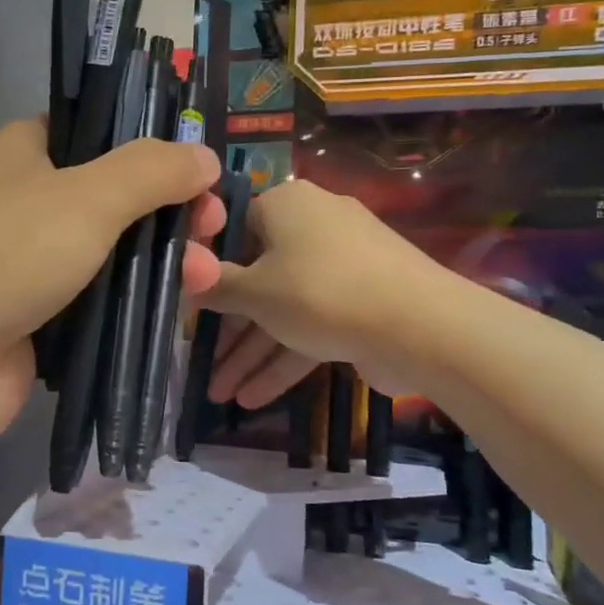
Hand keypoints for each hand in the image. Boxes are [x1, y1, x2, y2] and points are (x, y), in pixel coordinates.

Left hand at [0, 119, 222, 472]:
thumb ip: (151, 171)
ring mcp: (31, 272)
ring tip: (204, 281)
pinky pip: (99, 312)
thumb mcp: (86, 196)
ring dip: (160, 267)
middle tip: (212, 232)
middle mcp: (27, 208)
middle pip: (115, 202)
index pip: (99, 136)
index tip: (201, 175)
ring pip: (111, 261)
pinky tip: (177, 317)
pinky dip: (135, 313)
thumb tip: (205, 155)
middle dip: (168, 216)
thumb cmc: (0, 255)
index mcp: (26, 156)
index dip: (153, 152)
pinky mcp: (38, 329)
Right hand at [198, 178, 437, 408]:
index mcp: (286, 206)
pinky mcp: (360, 303)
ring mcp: (341, 268)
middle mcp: (313, 228)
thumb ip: (214, 286)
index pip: (233, 230)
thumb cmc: (321, 291)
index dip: (207, 270)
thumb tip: (183, 271)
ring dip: (252, 353)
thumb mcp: (255, 291)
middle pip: (258, 278)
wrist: (420, 325)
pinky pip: (311, 325)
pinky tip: (254, 398)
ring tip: (220, 396)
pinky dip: (285, 358)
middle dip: (229, 330)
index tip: (187, 306)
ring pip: (283, 309)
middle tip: (203, 364)